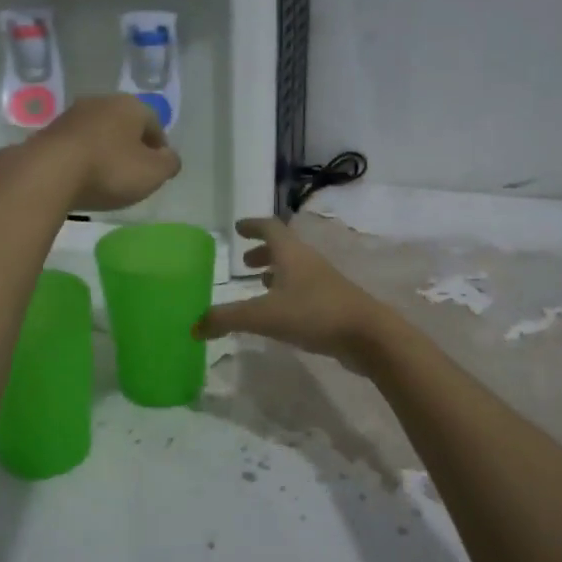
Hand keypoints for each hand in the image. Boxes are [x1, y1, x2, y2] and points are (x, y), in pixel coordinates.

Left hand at [27, 94, 180, 211]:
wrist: (49, 173)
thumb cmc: (110, 170)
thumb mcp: (153, 173)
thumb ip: (169, 164)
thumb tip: (170, 157)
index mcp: (131, 106)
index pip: (155, 125)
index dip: (159, 149)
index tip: (157, 170)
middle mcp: (101, 102)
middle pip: (125, 126)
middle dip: (131, 147)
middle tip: (133, 174)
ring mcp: (71, 115)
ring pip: (99, 133)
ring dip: (105, 151)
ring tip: (106, 178)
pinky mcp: (49, 132)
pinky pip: (76, 145)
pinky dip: (83, 158)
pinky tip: (82, 178)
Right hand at [192, 218, 393, 371]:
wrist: (367, 335)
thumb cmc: (313, 313)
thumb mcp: (263, 316)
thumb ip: (227, 319)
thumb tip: (193, 326)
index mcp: (291, 253)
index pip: (270, 228)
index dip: (252, 225)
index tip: (238, 227)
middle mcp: (308, 261)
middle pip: (284, 248)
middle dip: (262, 252)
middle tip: (244, 261)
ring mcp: (323, 282)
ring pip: (295, 269)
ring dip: (276, 273)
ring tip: (259, 286)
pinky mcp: (332, 303)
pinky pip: (304, 290)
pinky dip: (288, 293)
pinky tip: (281, 312)